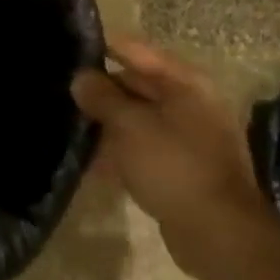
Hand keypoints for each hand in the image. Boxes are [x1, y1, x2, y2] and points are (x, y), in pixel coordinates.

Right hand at [72, 37, 272, 279]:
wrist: (218, 232)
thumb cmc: (173, 165)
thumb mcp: (129, 125)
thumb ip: (101, 97)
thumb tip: (81, 78)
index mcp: (184, 82)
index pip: (135, 50)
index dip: (102, 47)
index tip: (67, 49)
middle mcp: (190, 102)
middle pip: (137, 84)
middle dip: (101, 89)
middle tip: (61, 92)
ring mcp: (188, 136)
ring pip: (138, 118)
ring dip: (107, 123)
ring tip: (69, 125)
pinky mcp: (182, 167)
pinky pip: (143, 148)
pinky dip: (120, 151)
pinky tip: (91, 161)